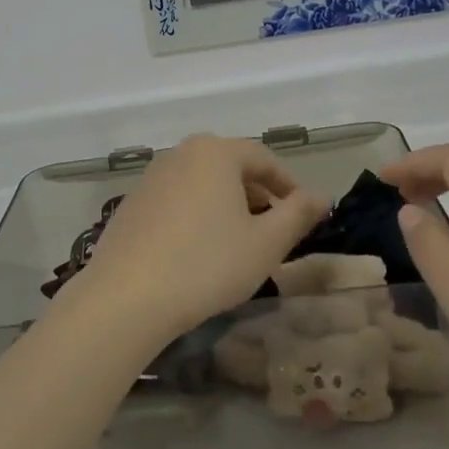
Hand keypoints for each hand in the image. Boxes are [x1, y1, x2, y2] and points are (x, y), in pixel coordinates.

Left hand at [74, 135, 329, 338]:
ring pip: (201, 184)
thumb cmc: (207, 264)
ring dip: (225, 206)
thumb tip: (321, 195)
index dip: (288, 185)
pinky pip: (175, 200)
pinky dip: (195, 216)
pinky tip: (197, 252)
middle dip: (256, 195)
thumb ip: (297, 214)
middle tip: (271, 230)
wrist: (127, 296)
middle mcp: (180, 154)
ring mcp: (150, 178)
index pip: (263, 158)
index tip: (302, 213)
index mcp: (215, 152)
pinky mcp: (130, 203)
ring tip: (237, 243)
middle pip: (229, 167)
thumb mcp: (265, 244)